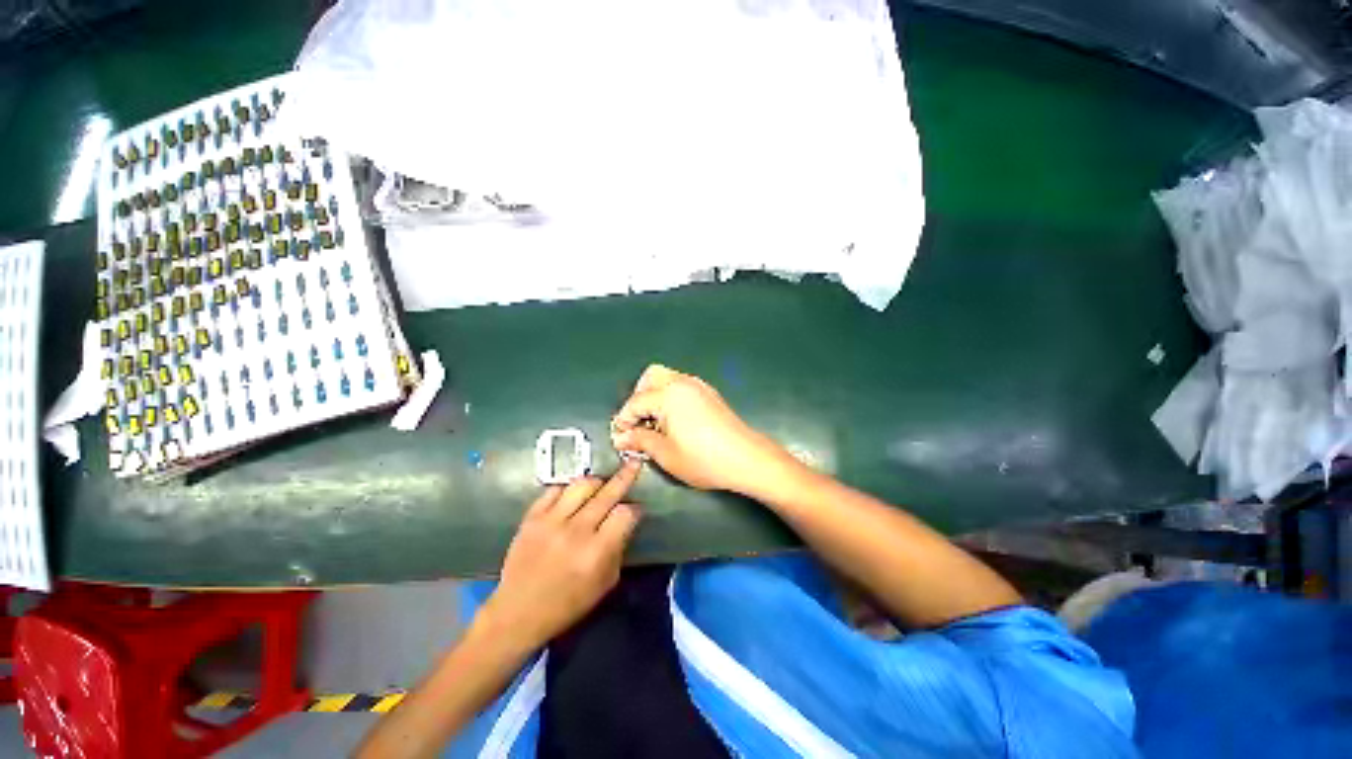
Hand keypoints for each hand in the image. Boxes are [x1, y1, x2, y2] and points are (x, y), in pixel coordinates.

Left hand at [480, 462, 642, 650]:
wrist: (517, 612)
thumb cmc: (567, 604)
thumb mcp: (604, 583)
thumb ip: (618, 548)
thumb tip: (626, 521)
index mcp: (596, 552)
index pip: (625, 514)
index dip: (635, 509)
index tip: (636, 509)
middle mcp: (576, 531)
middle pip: (607, 493)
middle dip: (625, 476)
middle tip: (633, 463)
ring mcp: (551, 521)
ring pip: (582, 484)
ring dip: (597, 481)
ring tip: (602, 484)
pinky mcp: (532, 517)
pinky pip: (555, 489)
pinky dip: (568, 488)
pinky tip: (574, 494)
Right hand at [611, 364, 787, 494]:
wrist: (746, 458)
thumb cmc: (703, 459)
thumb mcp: (665, 454)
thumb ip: (640, 440)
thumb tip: (621, 437)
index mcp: (668, 394)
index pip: (635, 402)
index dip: (623, 420)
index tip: (621, 438)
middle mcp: (682, 383)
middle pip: (650, 376)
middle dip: (638, 397)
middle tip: (638, 422)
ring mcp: (698, 386)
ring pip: (667, 378)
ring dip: (654, 395)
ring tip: (655, 423)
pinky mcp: (709, 393)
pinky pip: (681, 386)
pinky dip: (670, 397)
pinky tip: (674, 421)